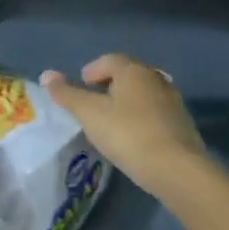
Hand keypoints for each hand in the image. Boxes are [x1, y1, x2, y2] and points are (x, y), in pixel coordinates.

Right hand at [41, 55, 208, 198]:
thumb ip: (66, 94)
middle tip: (93, 101)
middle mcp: (156, 79)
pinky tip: (132, 136)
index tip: (82, 85)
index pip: (109, 60)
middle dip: (110, 84)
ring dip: (127, 101)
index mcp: (133, 71)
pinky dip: (141, 117)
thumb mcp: (89, 114)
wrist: (176, 169)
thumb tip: (46, 74)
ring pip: (143, 94)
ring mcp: (173, 102)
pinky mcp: (182, 125)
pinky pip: (155, 113)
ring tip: (111, 120)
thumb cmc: (127, 134)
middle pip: (129, 74)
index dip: (92, 70)